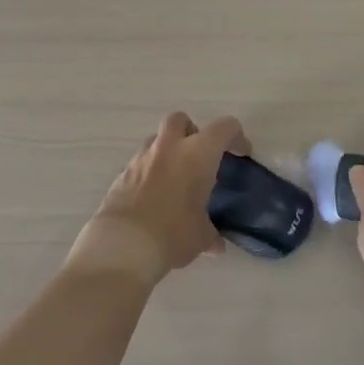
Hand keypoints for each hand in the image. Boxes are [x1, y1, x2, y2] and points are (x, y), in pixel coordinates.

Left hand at [68, 112, 244, 286]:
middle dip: (192, 131)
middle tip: (199, 156)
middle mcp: (169, 147)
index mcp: (197, 154)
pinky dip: (149, 172)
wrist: (123, 245)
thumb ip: (210, 234)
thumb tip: (216, 245)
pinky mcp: (121, 173)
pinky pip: (140, 163)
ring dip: (168, 151)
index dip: (236, 137)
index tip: (241, 153)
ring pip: (156, 139)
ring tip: (175, 179)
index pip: (224, 128)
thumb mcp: (200, 237)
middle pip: (181, 119)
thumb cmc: (173, 233)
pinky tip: (153, 197)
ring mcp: (141, 158)